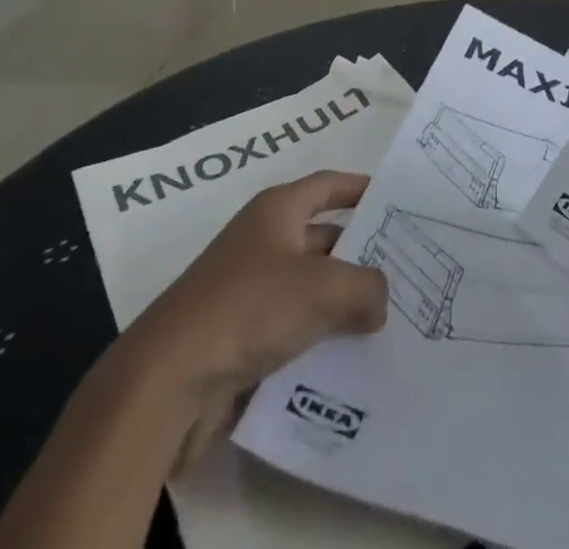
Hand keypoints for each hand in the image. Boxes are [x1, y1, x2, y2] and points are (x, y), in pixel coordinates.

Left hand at [117, 171, 387, 471]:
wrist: (165, 383)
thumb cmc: (249, 308)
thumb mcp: (323, 288)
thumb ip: (366, 287)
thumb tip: (380, 299)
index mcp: (276, 211)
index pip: (327, 185)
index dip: (359, 188)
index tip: (393, 198)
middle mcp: (261, 241)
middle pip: (322, 238)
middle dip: (359, 255)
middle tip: (403, 269)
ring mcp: (246, 291)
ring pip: (308, 288)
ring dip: (341, 303)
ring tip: (386, 318)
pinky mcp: (236, 339)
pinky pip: (290, 329)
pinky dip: (317, 339)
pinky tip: (349, 360)